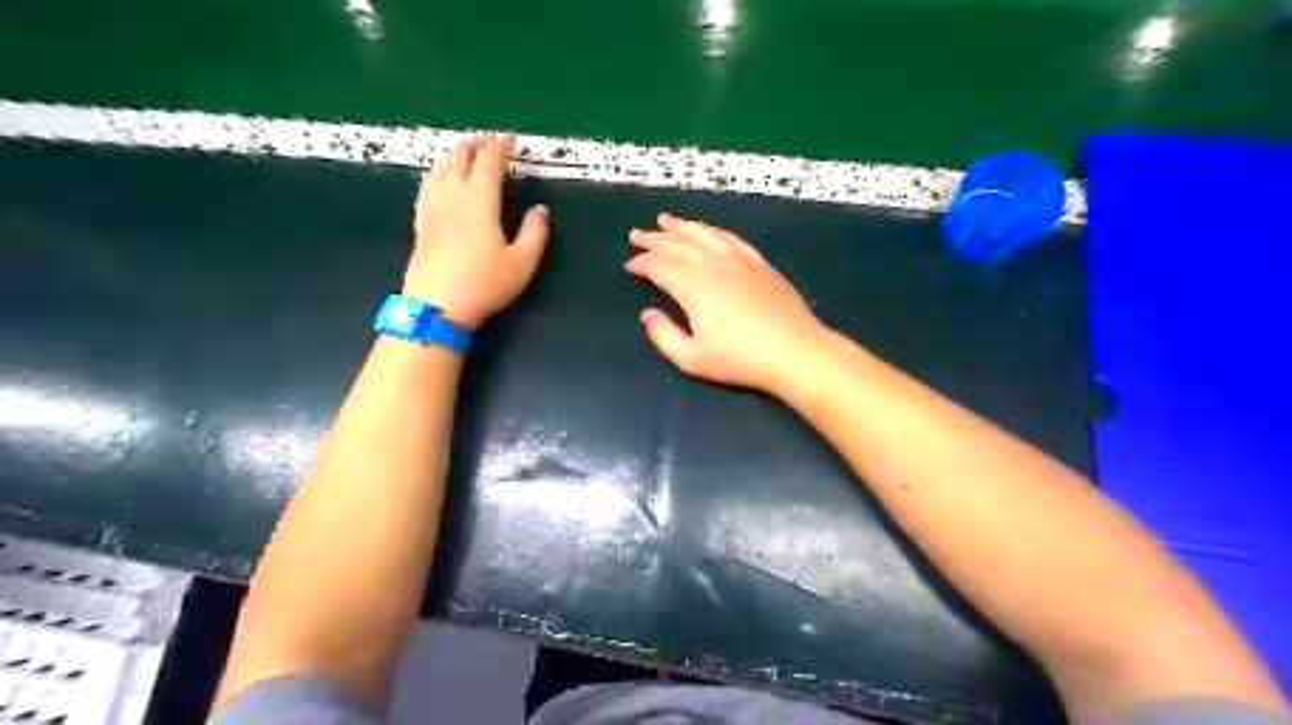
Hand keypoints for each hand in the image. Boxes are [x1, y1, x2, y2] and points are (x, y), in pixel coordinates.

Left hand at [401, 136, 547, 327]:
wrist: (437, 305)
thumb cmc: (485, 283)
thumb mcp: (522, 263)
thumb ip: (535, 233)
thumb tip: (541, 210)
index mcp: (480, 200)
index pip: (489, 162)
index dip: (499, 146)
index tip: (508, 138)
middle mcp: (453, 196)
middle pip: (458, 158)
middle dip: (473, 144)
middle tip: (486, 141)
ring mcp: (432, 208)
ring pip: (439, 169)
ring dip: (452, 155)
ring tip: (462, 153)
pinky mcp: (420, 223)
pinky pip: (427, 186)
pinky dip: (436, 174)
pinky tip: (437, 180)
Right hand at [627, 215, 825, 395]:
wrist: (794, 350)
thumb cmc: (740, 359)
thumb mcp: (692, 358)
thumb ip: (663, 335)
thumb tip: (647, 314)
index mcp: (691, 286)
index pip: (659, 266)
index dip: (641, 263)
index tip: (630, 266)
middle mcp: (712, 264)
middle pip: (677, 244)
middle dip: (654, 239)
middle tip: (636, 234)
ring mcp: (737, 259)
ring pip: (702, 234)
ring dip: (681, 226)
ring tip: (665, 220)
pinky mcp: (758, 262)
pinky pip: (729, 238)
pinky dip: (712, 231)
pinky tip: (706, 230)